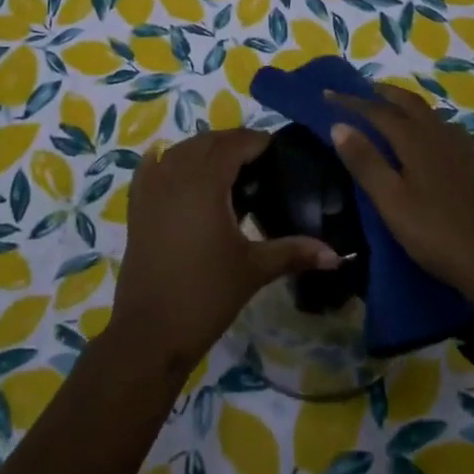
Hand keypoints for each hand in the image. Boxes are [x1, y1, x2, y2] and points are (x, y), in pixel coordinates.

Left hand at [110, 129, 338, 368]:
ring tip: (228, 169)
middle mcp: (175, 174)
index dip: (257, 141)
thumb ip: (294, 252)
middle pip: (207, 141)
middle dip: (233, 143)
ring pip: (180, 150)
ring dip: (204, 150)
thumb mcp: (254, 269)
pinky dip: (168, 160)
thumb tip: (336, 254)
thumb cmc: (206, 295)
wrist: (149, 332)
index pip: (234, 144)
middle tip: (259, 161)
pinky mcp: (136, 205)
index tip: (278, 151)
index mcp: (205, 182)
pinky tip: (180, 170)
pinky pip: (152, 166)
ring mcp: (151, 188)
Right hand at [328, 86, 473, 295]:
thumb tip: (338, 124)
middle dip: (383, 93)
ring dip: (405, 104)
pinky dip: (424, 121)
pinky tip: (426, 138)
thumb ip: (365, 161)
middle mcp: (438, 134)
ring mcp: (460, 148)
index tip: (327, 94)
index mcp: (415, 139)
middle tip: (361, 91)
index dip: (351, 101)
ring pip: (428, 113)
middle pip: (408, 102)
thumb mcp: (391, 200)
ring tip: (389, 109)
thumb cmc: (435, 231)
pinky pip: (442, 128)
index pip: (377, 111)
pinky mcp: (472, 164)